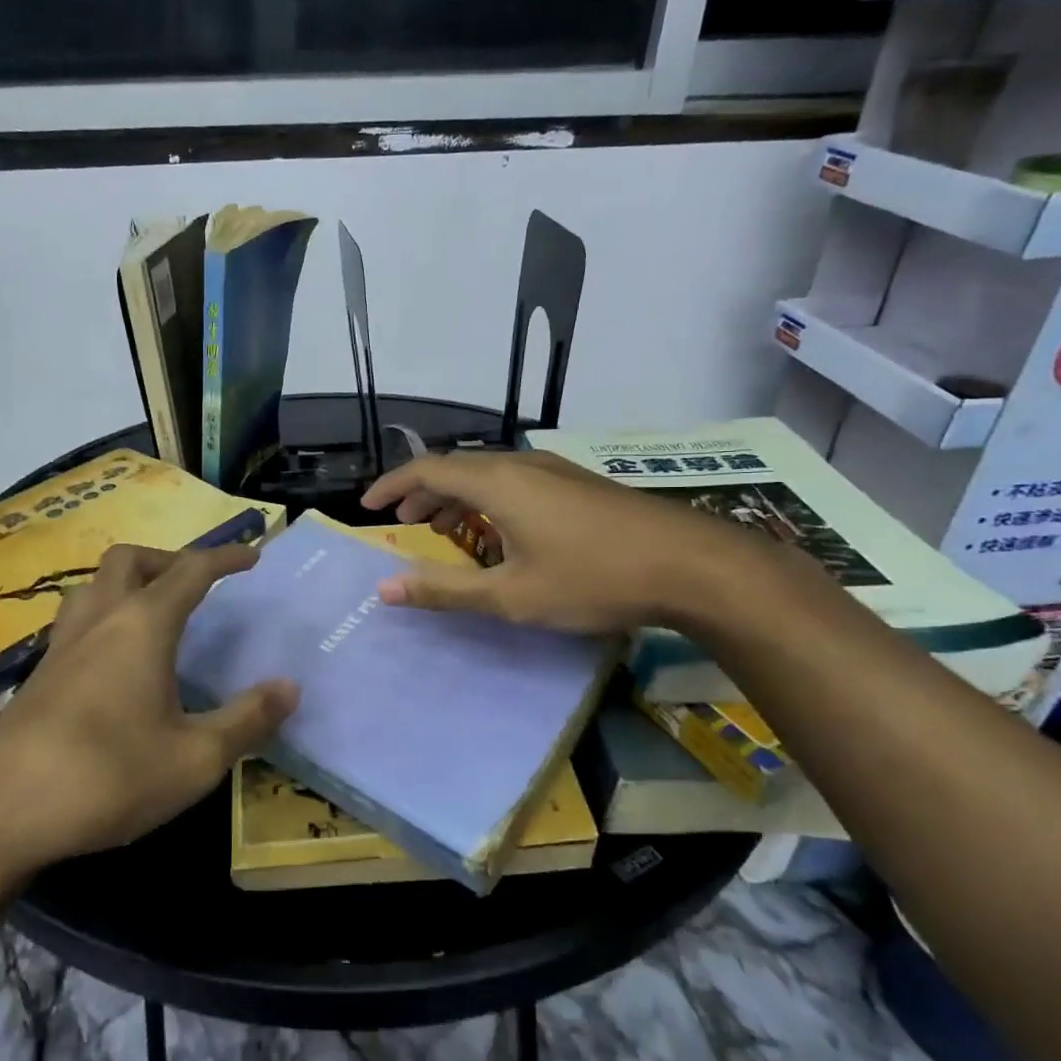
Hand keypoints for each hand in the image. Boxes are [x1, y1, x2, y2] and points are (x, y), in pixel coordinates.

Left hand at [0, 544, 298, 874]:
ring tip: (156, 614)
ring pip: (95, 585)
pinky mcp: (39, 674)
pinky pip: (78, 620)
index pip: (191, 570)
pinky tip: (116, 663)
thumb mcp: (194, 759)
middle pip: (130, 559)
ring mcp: (61, 645)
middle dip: (170, 559)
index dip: (226, 558)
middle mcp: (99, 620)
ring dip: (130, 583)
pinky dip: (105, 617)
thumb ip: (247, 720)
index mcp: (142, 625)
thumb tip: (290, 687)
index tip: (253, 558)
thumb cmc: (107, 777)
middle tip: (198, 586)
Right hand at [360, 450, 752, 633]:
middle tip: (403, 522)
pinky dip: (488, 500)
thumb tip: (384, 589)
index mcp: (497, 482)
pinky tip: (500, 531)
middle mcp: (522, 464)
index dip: (392, 486)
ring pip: (488, 474)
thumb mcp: (511, 595)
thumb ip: (445, 590)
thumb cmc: (593, 578)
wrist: (693, 564)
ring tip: (443, 528)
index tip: (367, 507)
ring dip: (457, 497)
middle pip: (456, 468)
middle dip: (423, 493)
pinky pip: (515, 481)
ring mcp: (555, 470)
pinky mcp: (578, 483)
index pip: (427, 470)